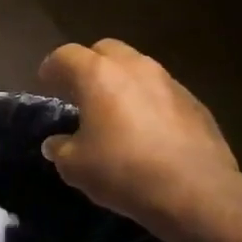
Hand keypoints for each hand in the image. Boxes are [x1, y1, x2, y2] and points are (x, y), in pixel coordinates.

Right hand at [37, 39, 241, 241]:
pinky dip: (147, 101)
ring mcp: (169, 82)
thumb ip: (61, 148)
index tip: (46, 83)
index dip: (51, 68)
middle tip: (80, 92)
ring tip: (114, 111)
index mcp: (98, 75)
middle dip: (89, 65)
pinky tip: (146, 130)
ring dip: (121, 82)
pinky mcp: (195, 102)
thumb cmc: (123, 171)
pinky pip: (161, 91)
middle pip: (105, 50)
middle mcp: (134, 68)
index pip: (65, 55)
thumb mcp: (75, 166)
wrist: (196, 192)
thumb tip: (56, 143)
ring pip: (137, 68)